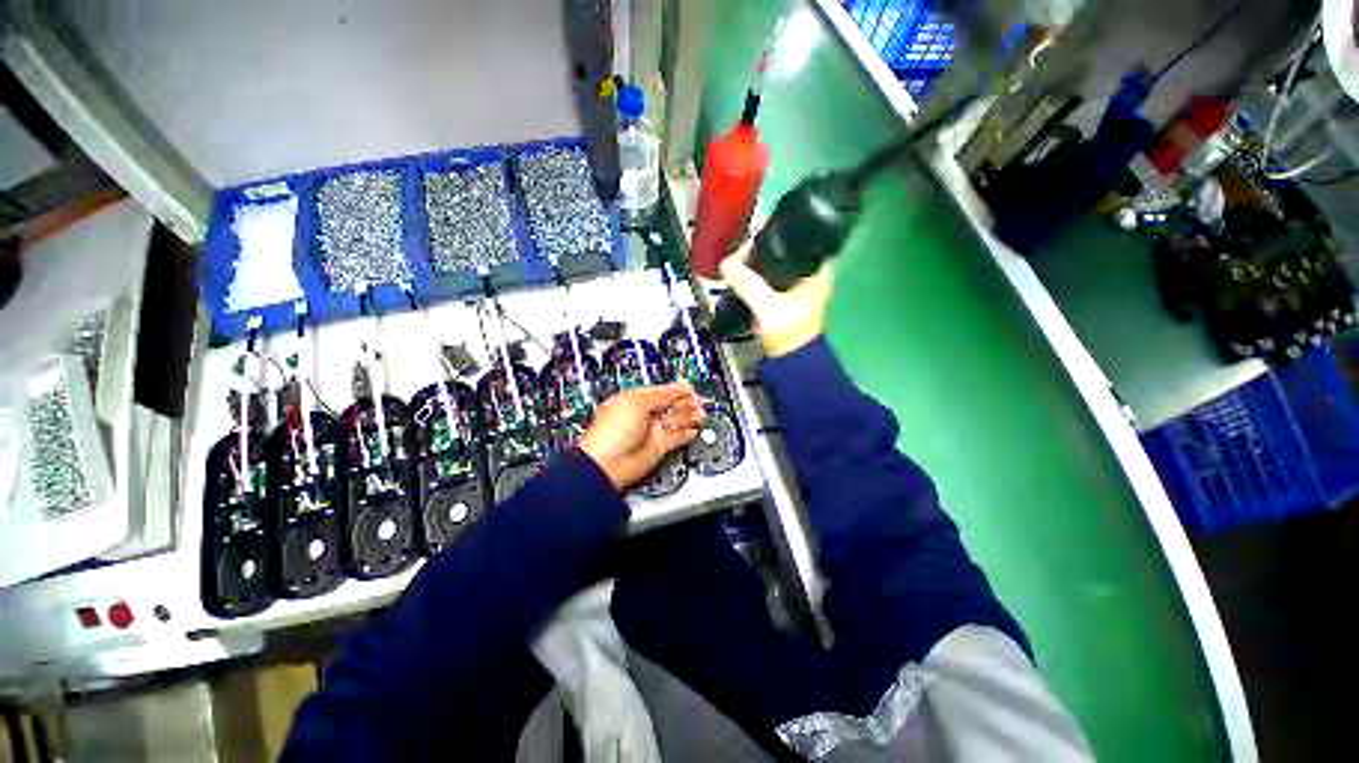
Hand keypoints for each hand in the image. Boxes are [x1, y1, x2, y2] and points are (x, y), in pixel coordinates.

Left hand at [578, 382, 704, 490]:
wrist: (607, 464)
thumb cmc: (612, 432)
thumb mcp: (637, 403)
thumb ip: (660, 395)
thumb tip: (678, 388)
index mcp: (635, 401)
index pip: (661, 392)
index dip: (676, 390)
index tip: (689, 388)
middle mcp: (644, 416)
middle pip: (671, 406)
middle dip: (685, 403)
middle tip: (697, 402)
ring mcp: (651, 432)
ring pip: (675, 421)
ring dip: (688, 417)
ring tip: (699, 415)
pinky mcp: (657, 448)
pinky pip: (676, 439)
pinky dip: (685, 435)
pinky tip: (693, 430)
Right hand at [719, 241, 832, 356]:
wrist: (792, 363)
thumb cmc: (789, 333)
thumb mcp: (767, 307)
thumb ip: (747, 284)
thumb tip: (726, 264)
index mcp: (817, 269)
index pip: (796, 236)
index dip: (773, 232)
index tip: (751, 237)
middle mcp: (810, 273)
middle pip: (781, 248)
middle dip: (758, 250)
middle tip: (738, 254)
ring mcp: (797, 286)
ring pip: (772, 264)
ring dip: (755, 264)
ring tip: (737, 264)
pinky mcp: (784, 298)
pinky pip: (767, 278)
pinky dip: (755, 277)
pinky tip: (742, 277)